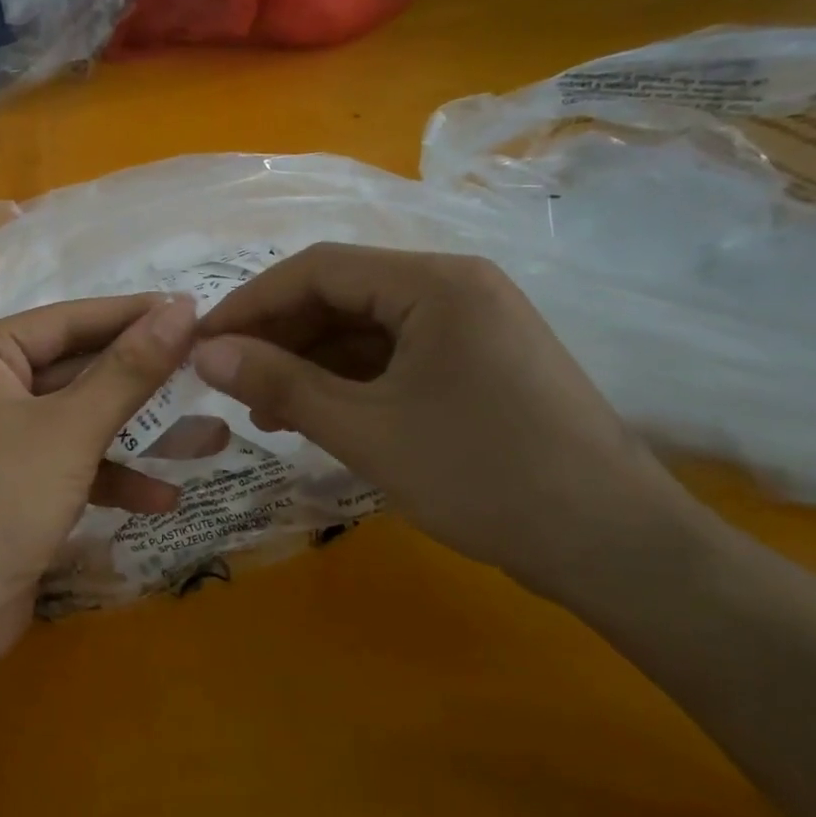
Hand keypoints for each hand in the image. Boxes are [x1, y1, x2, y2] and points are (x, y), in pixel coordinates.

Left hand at [0, 293, 198, 645]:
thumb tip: (182, 309)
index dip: (131, 315)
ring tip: (206, 435)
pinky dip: (103, 476)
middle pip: (70, 369)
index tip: (192, 309)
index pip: (65, 321)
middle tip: (202, 366)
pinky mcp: (1, 482)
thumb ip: (129, 370)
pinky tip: (160, 498)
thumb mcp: (71, 431)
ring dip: (132, 435)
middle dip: (138, 382)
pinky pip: (59, 461)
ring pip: (71, 419)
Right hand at [191, 243, 705, 591]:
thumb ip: (280, 383)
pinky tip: (320, 415)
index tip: (201, 343)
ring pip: (366, 328)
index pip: (317, 269)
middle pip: (341, 294)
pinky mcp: (479, 360)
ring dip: (311, 363)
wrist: (615, 546)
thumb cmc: (483, 477)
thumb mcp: (365, 430)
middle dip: (280, 337)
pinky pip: (396, 355)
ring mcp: (472, 324)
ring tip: (268, 411)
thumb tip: (204, 351)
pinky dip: (351, 380)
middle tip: (232, 385)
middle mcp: (455, 286)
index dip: (250, 303)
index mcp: (433, 282)